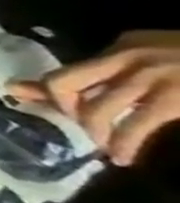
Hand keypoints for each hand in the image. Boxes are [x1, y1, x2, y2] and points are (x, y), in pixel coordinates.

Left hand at [12, 31, 179, 167]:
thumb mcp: (153, 57)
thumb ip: (107, 73)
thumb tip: (36, 89)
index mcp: (124, 46)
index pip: (68, 71)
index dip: (47, 94)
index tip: (46, 111)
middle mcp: (128, 55)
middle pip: (63, 84)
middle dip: (64, 110)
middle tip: (82, 129)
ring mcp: (153, 74)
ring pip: (97, 108)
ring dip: (96, 133)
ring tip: (109, 150)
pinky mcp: (176, 97)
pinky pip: (136, 123)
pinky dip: (125, 143)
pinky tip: (125, 156)